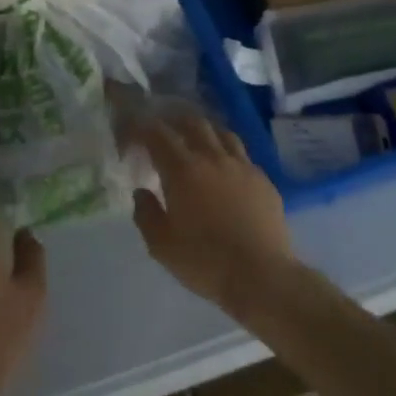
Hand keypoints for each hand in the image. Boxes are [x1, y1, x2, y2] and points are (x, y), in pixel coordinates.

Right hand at [128, 112, 295, 315]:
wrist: (261, 274)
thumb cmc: (205, 261)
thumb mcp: (161, 245)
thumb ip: (146, 214)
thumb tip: (141, 192)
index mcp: (183, 170)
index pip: (158, 134)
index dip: (141, 127)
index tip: (132, 133)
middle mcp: (214, 158)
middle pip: (193, 123)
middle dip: (174, 121)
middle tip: (163, 130)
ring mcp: (243, 166)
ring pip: (222, 133)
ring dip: (205, 131)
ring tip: (196, 140)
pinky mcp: (263, 179)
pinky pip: (242, 155)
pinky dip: (227, 152)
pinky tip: (226, 168)